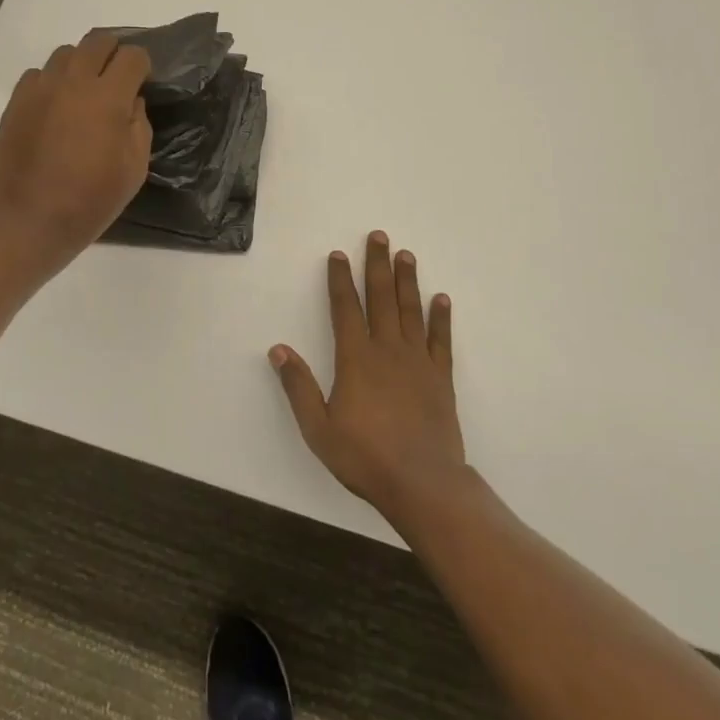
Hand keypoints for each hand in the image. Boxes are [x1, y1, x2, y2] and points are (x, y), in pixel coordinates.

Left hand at [0, 32, 152, 275]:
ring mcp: (40, 89)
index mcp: (108, 97)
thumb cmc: (92, 199)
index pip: (132, 56)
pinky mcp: (16, 102)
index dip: (142, 66)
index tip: (143, 82)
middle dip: (113, 53)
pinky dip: (52, 82)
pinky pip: (38, 75)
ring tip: (84, 92)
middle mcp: (73, 82)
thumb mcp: (135, 167)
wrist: (31, 220)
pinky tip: (56, 108)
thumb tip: (130, 101)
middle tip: (117, 79)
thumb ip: (138, 124)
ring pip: (66, 53)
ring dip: (82, 65)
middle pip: (98, 41)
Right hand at [269, 231, 468, 527]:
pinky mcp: (441, 378)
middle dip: (377, 265)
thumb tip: (278, 350)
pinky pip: (441, 340)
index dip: (340, 280)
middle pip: (381, 298)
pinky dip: (441, 318)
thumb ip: (298, 386)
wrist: (422, 483)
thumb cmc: (364, 457)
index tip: (338, 255)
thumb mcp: (318, 428)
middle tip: (379, 236)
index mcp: (356, 359)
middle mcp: (387, 350)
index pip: (345, 308)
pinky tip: (441, 299)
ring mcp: (418, 362)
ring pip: (411, 311)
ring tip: (406, 255)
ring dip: (407, 281)